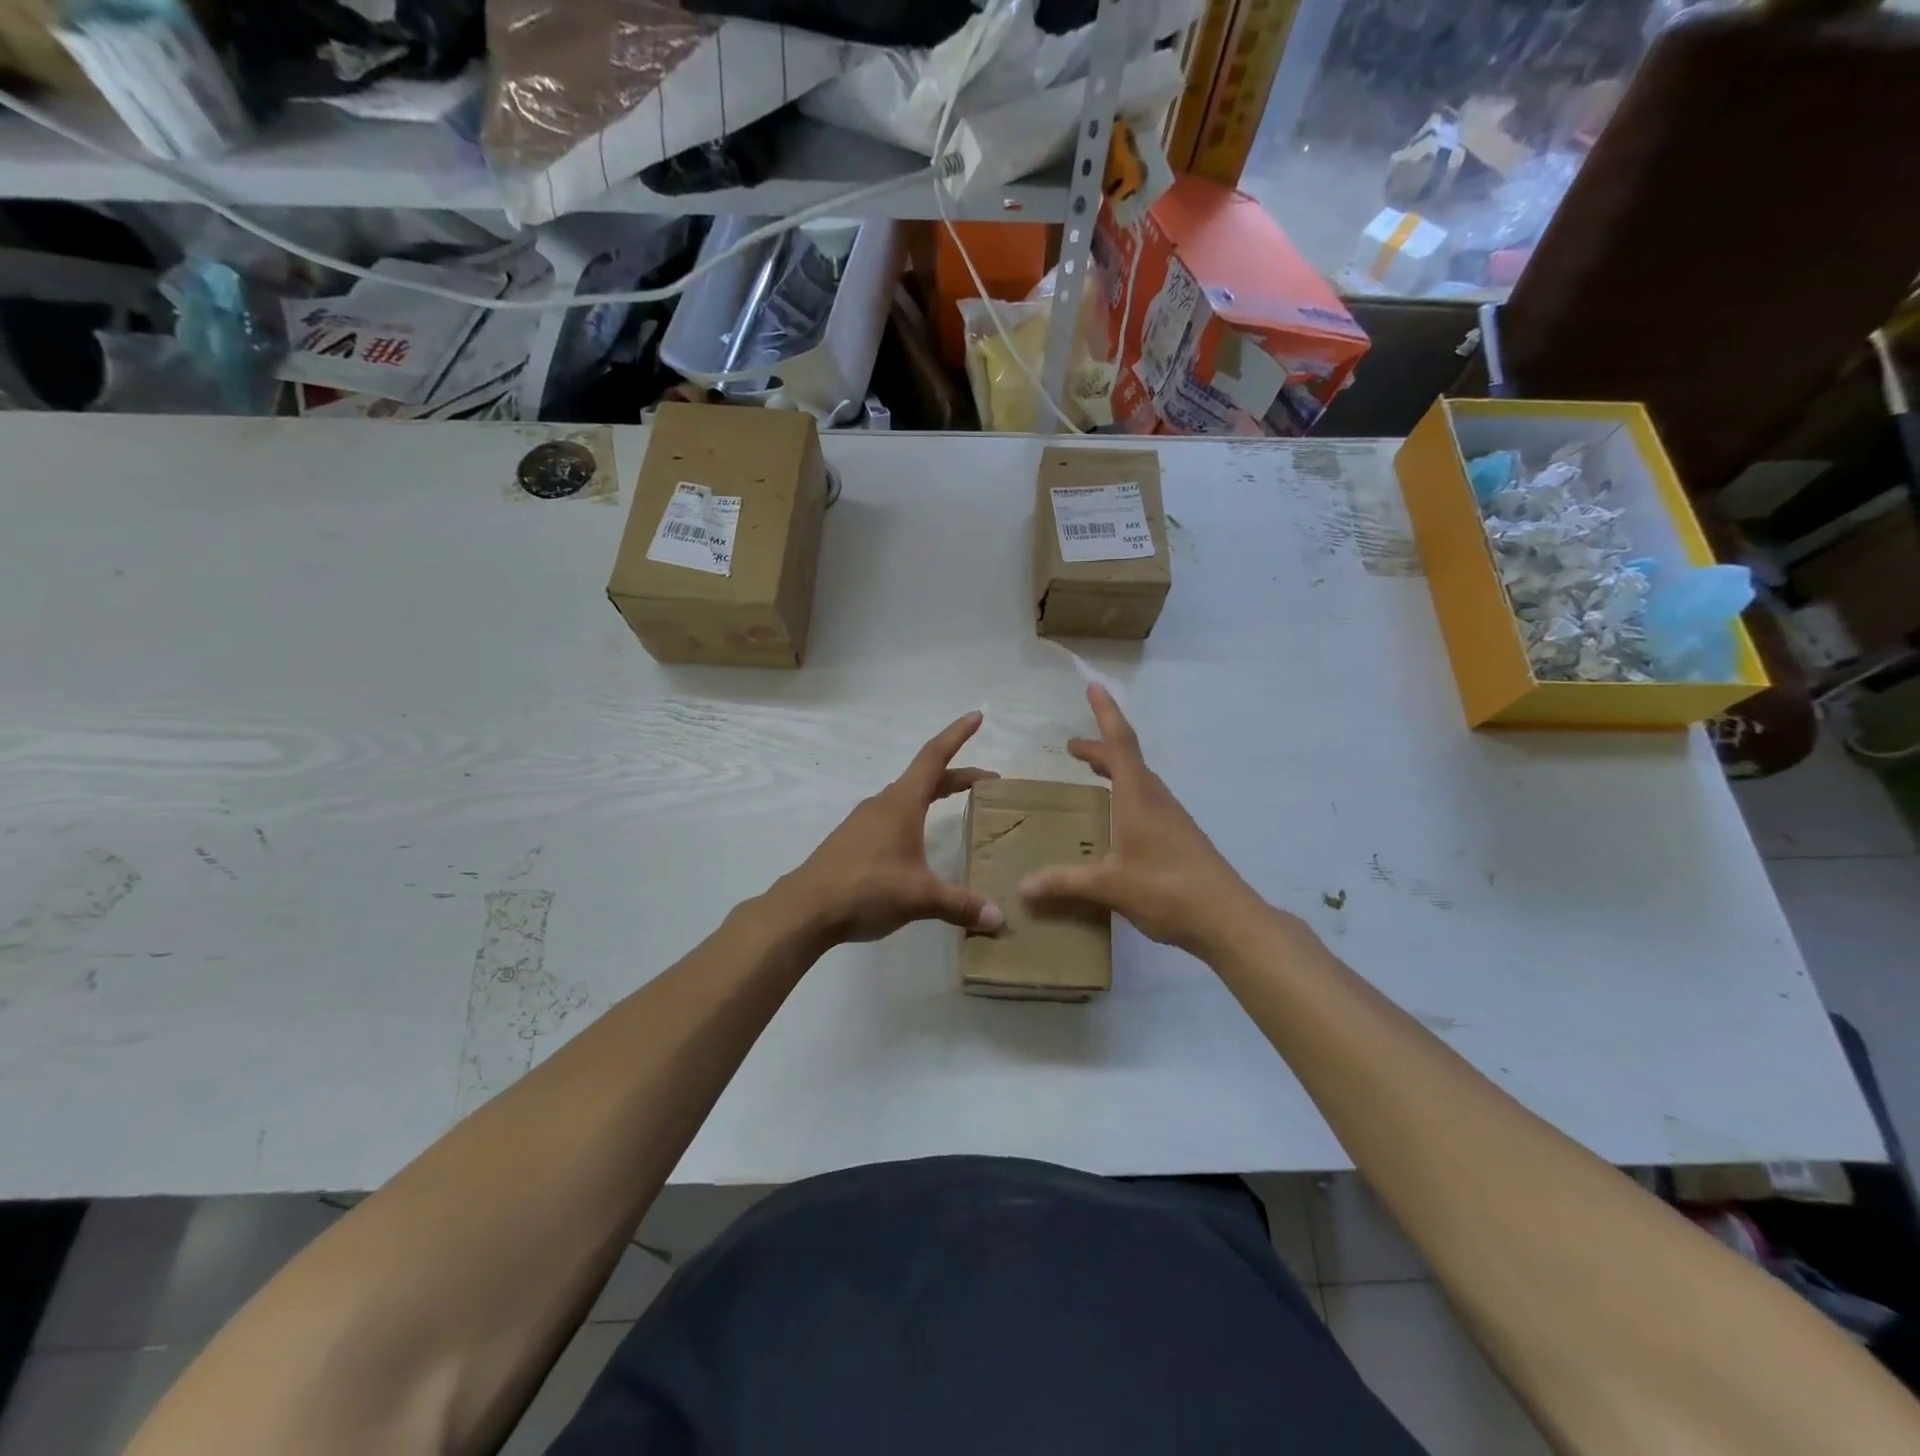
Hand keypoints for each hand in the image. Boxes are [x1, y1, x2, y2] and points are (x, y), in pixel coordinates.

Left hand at [775, 711, 1005, 945]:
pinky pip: (892, 817)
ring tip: (956, 806)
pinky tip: (917, 841)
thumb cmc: (866, 889)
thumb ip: (960, 904)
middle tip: (988, 782)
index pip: (935, 757)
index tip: (977, 716)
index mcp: (901, 803)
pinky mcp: (853, 841)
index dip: (957, 735)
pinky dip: (915, 815)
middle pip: (926, 778)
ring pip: (907, 797)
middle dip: (958, 776)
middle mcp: (883, 804)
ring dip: (934, 794)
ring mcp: (864, 821)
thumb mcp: (920, 897)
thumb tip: (999, 918)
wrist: (805, 909)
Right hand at [1019, 685, 1261, 953]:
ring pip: (1140, 782)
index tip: (1094, 687)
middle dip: (1101, 748)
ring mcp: (1172, 818)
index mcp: (1139, 797)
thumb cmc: (1167, 889)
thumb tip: (1022, 887)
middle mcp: (1157, 799)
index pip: (1121, 743)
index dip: (1106, 713)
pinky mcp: (1180, 838)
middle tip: (1073, 748)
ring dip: (1115, 771)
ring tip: (1093, 776)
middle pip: (1128, 760)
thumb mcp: (1109, 885)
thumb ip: (1065, 882)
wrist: (1228, 918)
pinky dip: (1127, 796)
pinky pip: (1148, 802)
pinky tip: (1119, 823)